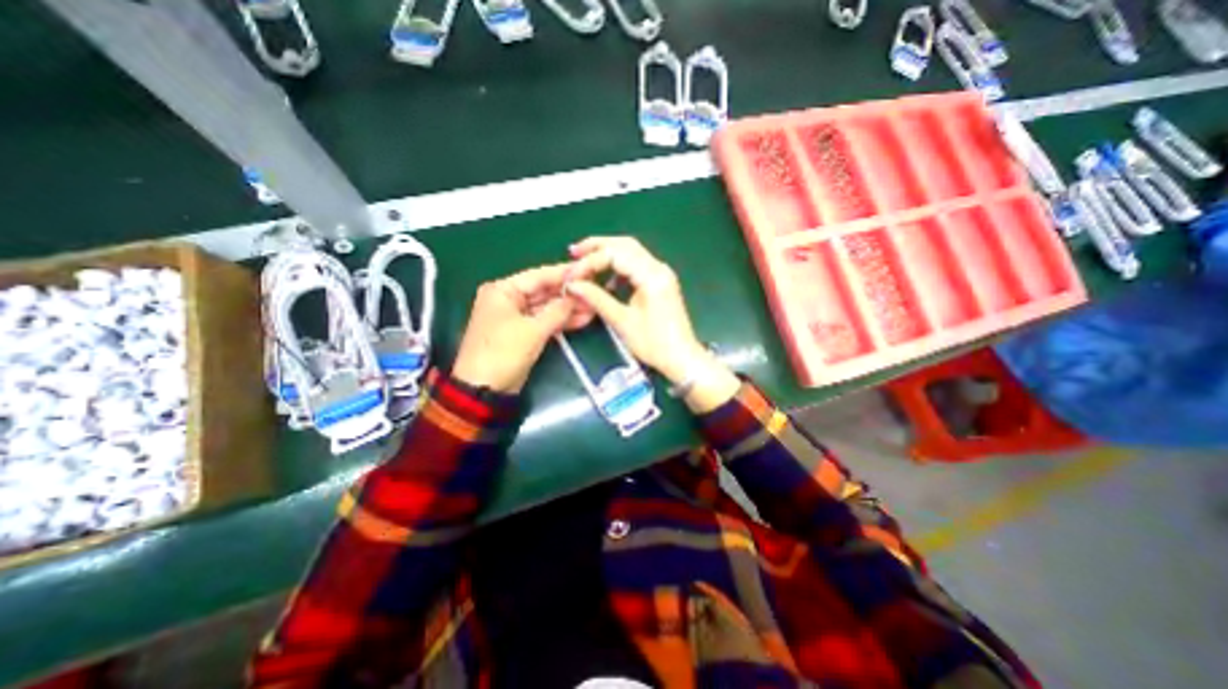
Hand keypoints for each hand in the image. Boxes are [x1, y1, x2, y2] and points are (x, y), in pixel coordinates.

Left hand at [453, 263, 582, 393]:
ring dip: (569, 309)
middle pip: (544, 292)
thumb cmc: (503, 353)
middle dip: (569, 294)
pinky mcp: (524, 333)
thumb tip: (578, 295)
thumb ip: (558, 311)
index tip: (588, 270)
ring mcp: (517, 317)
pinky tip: (583, 319)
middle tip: (596, 291)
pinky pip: (545, 322)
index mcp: (503, 290)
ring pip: (547, 308)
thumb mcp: (533, 330)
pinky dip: (561, 322)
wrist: (484, 390)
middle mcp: (509, 299)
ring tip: (594, 307)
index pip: (539, 276)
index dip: (564, 273)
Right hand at [566, 238, 737, 407]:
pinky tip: (606, 282)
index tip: (572, 276)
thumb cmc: (654, 344)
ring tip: (585, 264)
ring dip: (608, 255)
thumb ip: (597, 299)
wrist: (681, 358)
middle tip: (574, 253)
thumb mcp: (622, 321)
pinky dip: (618, 268)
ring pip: (631, 253)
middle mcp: (658, 268)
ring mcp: (661, 274)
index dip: (590, 262)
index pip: (615, 254)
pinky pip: (636, 266)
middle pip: (625, 245)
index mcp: (652, 276)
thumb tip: (573, 285)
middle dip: (597, 246)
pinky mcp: (660, 282)